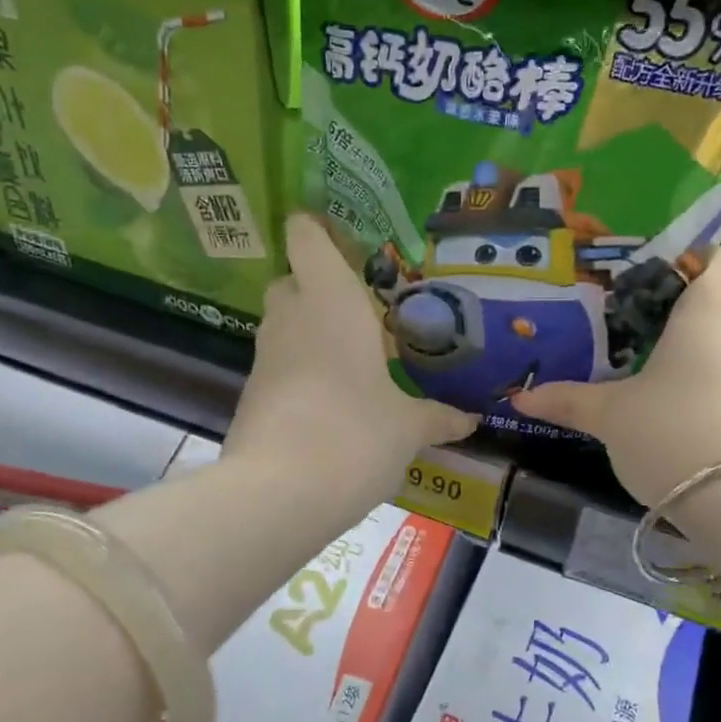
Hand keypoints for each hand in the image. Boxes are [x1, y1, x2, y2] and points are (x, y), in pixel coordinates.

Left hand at [224, 214, 475, 500]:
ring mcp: (264, 355)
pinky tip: (332, 399)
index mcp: (330, 300)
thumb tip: (470, 420)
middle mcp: (291, 316)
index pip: (306, 236)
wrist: (279, 493)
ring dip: (310, 331)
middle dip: (319, 287)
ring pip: (283, 324)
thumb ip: (437, 416)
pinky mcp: (250, 392)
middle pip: (292, 280)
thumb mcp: (407, 427)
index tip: (344, 239)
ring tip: (354, 357)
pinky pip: (278, 363)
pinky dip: (300, 369)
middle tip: (362, 309)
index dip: (317, 228)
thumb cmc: (356, 433)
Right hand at [514, 246, 720, 506]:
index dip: (696, 260)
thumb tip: (520, 398)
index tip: (657, 285)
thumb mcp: (610, 416)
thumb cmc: (671, 432)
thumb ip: (567, 400)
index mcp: (712, 312)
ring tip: (646, 383)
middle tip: (630, 340)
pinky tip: (673, 418)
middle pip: (718, 305)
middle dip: (676, 319)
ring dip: (691, 358)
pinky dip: (708, 388)